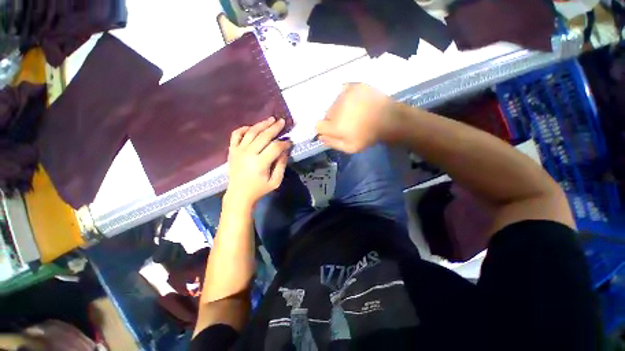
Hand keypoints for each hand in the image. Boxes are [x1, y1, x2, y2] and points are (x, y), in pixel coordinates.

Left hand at [225, 117, 291, 207]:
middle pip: (263, 136)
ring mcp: (238, 150)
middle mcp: (248, 154)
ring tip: (271, 119)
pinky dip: (244, 128)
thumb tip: (286, 150)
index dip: (284, 143)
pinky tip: (252, 127)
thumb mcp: (275, 181)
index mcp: (260, 163)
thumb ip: (281, 165)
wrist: (239, 194)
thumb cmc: (259, 189)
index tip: (290, 142)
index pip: (275, 147)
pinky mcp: (232, 150)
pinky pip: (236, 134)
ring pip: (251, 132)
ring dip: (262, 124)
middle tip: (282, 122)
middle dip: (275, 128)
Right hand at [315, 83, 401, 152]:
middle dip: (332, 119)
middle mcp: (336, 108)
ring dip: (339, 108)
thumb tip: (320, 137)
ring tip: (353, 112)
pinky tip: (353, 102)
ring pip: (334, 103)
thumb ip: (333, 143)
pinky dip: (345, 97)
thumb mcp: (350, 147)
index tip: (331, 130)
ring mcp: (345, 95)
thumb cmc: (369, 136)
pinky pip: (342, 91)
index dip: (324, 129)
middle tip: (346, 122)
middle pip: (326, 114)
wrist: (389, 119)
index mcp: (335, 125)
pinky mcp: (354, 86)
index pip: (318, 125)